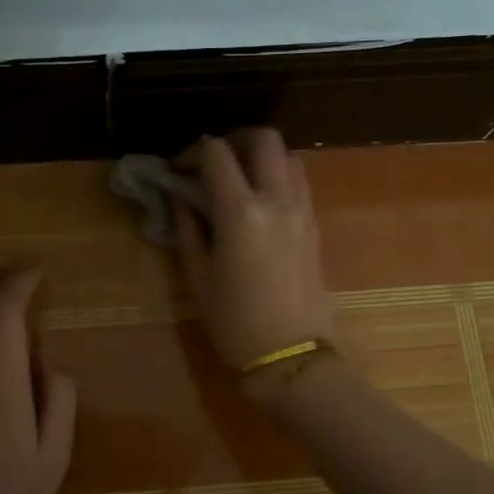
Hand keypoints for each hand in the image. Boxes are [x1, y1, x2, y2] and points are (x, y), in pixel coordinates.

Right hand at [172, 129, 335, 391]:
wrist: (291, 356)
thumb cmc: (235, 322)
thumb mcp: (198, 277)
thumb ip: (188, 228)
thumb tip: (179, 197)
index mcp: (241, 212)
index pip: (217, 154)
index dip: (192, 152)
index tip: (178, 170)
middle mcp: (277, 200)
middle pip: (264, 138)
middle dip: (234, 139)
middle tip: (213, 162)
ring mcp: (302, 210)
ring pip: (288, 155)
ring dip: (261, 155)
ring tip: (239, 179)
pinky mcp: (315, 225)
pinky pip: (300, 181)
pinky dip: (279, 175)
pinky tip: (260, 201)